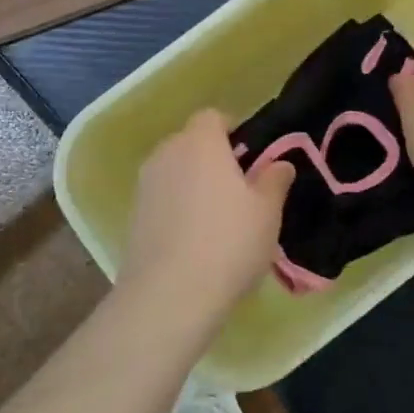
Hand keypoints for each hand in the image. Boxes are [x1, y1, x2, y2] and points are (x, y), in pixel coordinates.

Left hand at [121, 109, 294, 314]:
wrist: (169, 295)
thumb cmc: (229, 242)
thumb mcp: (267, 212)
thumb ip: (274, 180)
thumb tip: (280, 164)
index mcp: (200, 142)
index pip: (213, 117)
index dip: (233, 131)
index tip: (251, 158)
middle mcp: (167, 154)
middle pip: (191, 143)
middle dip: (213, 158)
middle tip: (240, 191)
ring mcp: (145, 185)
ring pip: (175, 172)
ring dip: (193, 184)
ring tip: (217, 220)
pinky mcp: (133, 215)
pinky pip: (162, 198)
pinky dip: (177, 208)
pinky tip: (194, 240)